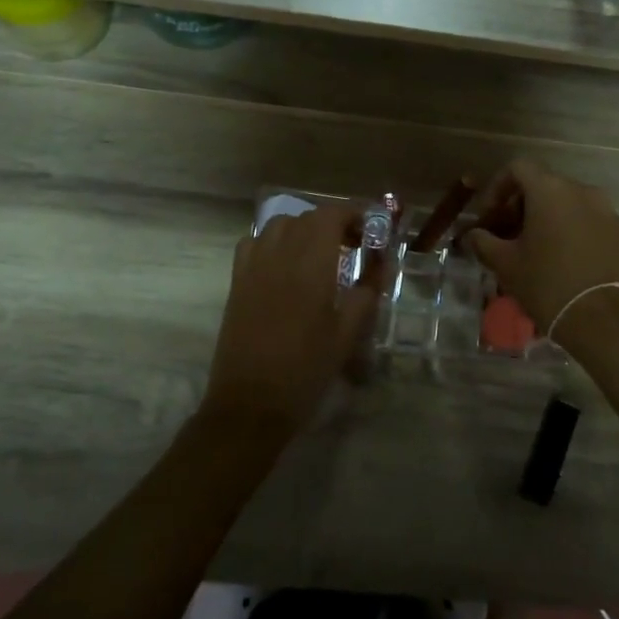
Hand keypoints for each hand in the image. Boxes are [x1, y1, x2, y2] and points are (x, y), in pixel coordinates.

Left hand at [204, 204, 378, 433]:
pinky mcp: (237, 282)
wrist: (250, 404)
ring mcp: (253, 266)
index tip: (371, 230)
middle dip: (334, 223)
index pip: (331, 215)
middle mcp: (279, 255)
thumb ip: (366, 292)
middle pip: (307, 217)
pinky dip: (273, 242)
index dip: (353, 214)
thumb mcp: (347, 334)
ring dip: (304, 229)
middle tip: (354, 245)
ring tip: (321, 253)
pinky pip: (254, 243)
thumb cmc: (306, 370)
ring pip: (278, 225)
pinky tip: (285, 265)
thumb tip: (381, 264)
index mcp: (311, 265)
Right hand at [463, 159, 618, 335]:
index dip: (497, 187)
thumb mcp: (506, 264)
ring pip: (567, 203)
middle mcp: (582, 191)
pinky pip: (587, 221)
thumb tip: (472, 234)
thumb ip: (484, 242)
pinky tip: (560, 261)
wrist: (606, 320)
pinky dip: (569, 231)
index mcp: (551, 190)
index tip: (488, 215)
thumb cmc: (548, 285)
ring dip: (545, 219)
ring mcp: (606, 211)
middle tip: (505, 235)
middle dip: (519, 205)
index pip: (518, 167)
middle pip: (543, 185)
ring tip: (532, 250)